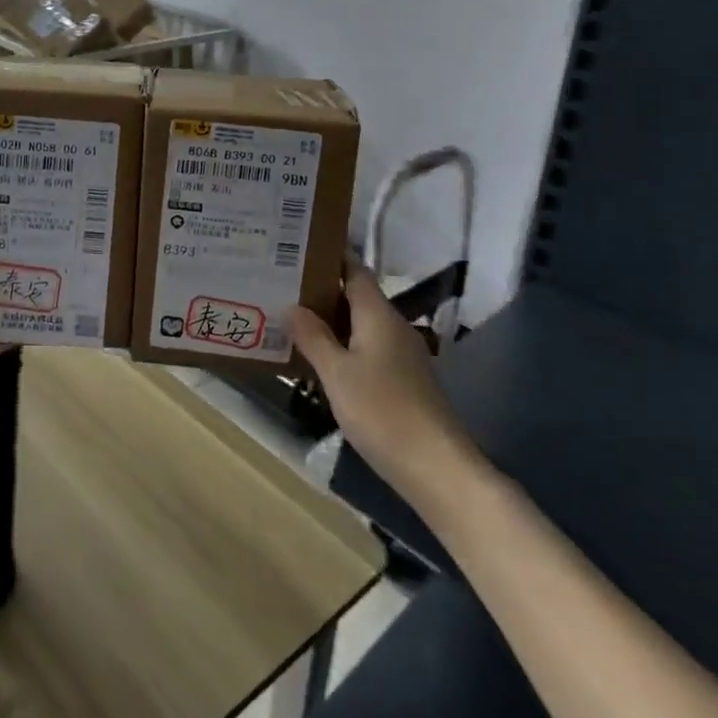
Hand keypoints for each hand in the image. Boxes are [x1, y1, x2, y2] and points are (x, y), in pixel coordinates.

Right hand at [291, 256, 487, 505]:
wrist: (437, 468)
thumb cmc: (382, 411)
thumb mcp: (337, 374)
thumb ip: (314, 337)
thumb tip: (292, 305)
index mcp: (378, 314)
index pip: (354, 270)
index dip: (329, 256)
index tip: (297, 249)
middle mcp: (393, 326)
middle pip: (356, 296)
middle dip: (321, 290)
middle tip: (281, 285)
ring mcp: (402, 354)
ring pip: (360, 324)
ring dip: (330, 320)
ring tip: (291, 318)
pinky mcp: (403, 380)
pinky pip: (367, 348)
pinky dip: (343, 345)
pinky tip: (320, 359)